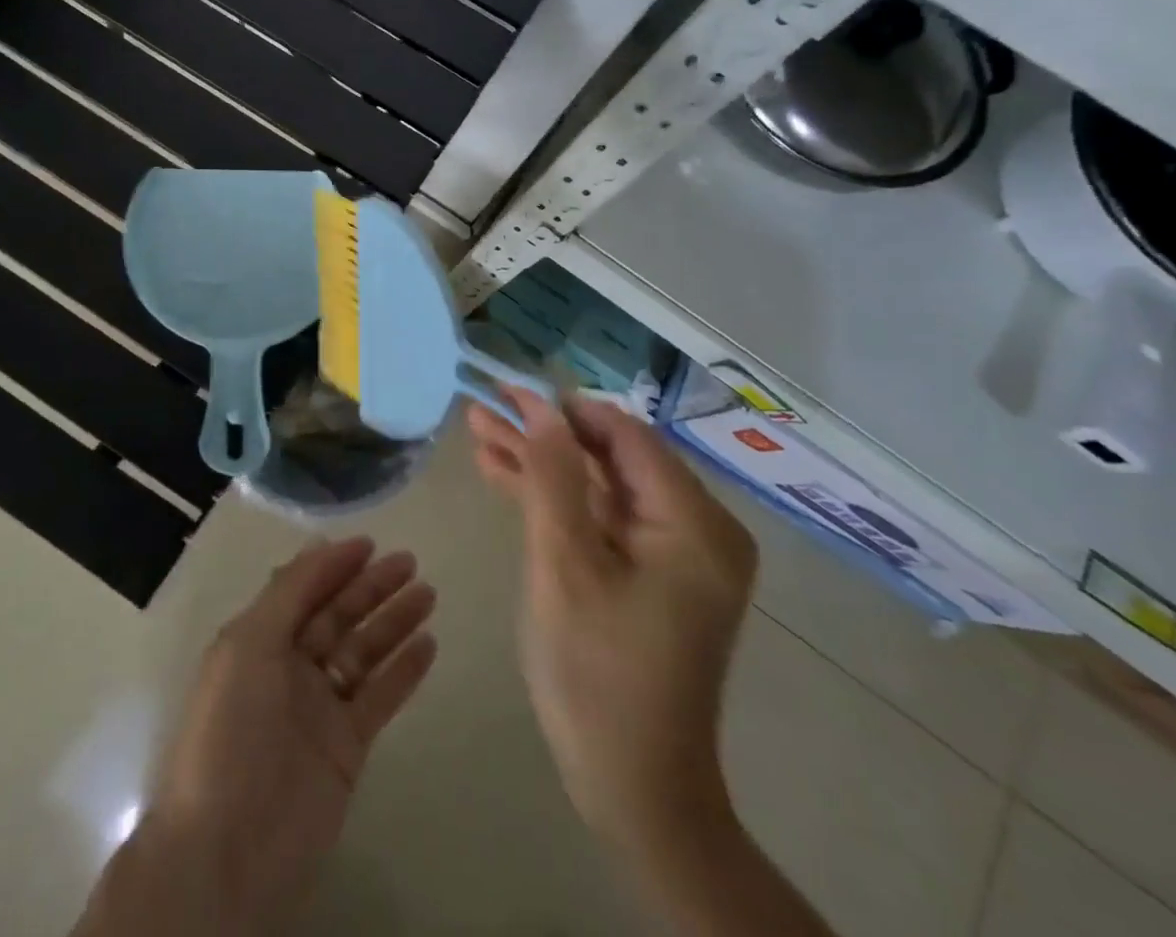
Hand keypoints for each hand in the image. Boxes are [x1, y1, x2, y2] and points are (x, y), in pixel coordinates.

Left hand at [138, 537, 436, 933]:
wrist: (228, 848)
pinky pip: (379, 697)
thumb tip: (319, 545)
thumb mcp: (248, 645)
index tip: (371, 543)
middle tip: (410, 562)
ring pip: (363, 651)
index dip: (334, 564)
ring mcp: (320, 707)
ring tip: (428, 594)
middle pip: (338, 615)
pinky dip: (403, 671)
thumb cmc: (231, 730)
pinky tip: (428, 645)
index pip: (303, 589)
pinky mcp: (346, 746)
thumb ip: (287, 593)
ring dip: (394, 621)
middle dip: (371, 587)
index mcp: (259, 639)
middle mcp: (289, 666)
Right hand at [470, 390, 756, 846]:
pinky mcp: (650, 572)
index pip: (624, 435)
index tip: (507, 387)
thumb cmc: (597, 674)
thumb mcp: (565, 565)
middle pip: (610, 457)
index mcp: (694, 524)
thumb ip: (553, 477)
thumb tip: (540, 406)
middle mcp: (695, 528)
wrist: (632, 788)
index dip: (562, 407)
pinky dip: (555, 499)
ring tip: (479, 429)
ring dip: (541, 461)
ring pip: (599, 485)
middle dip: (543, 433)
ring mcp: (673, 552)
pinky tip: (502, 472)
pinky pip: (601, 518)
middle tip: (483, 406)